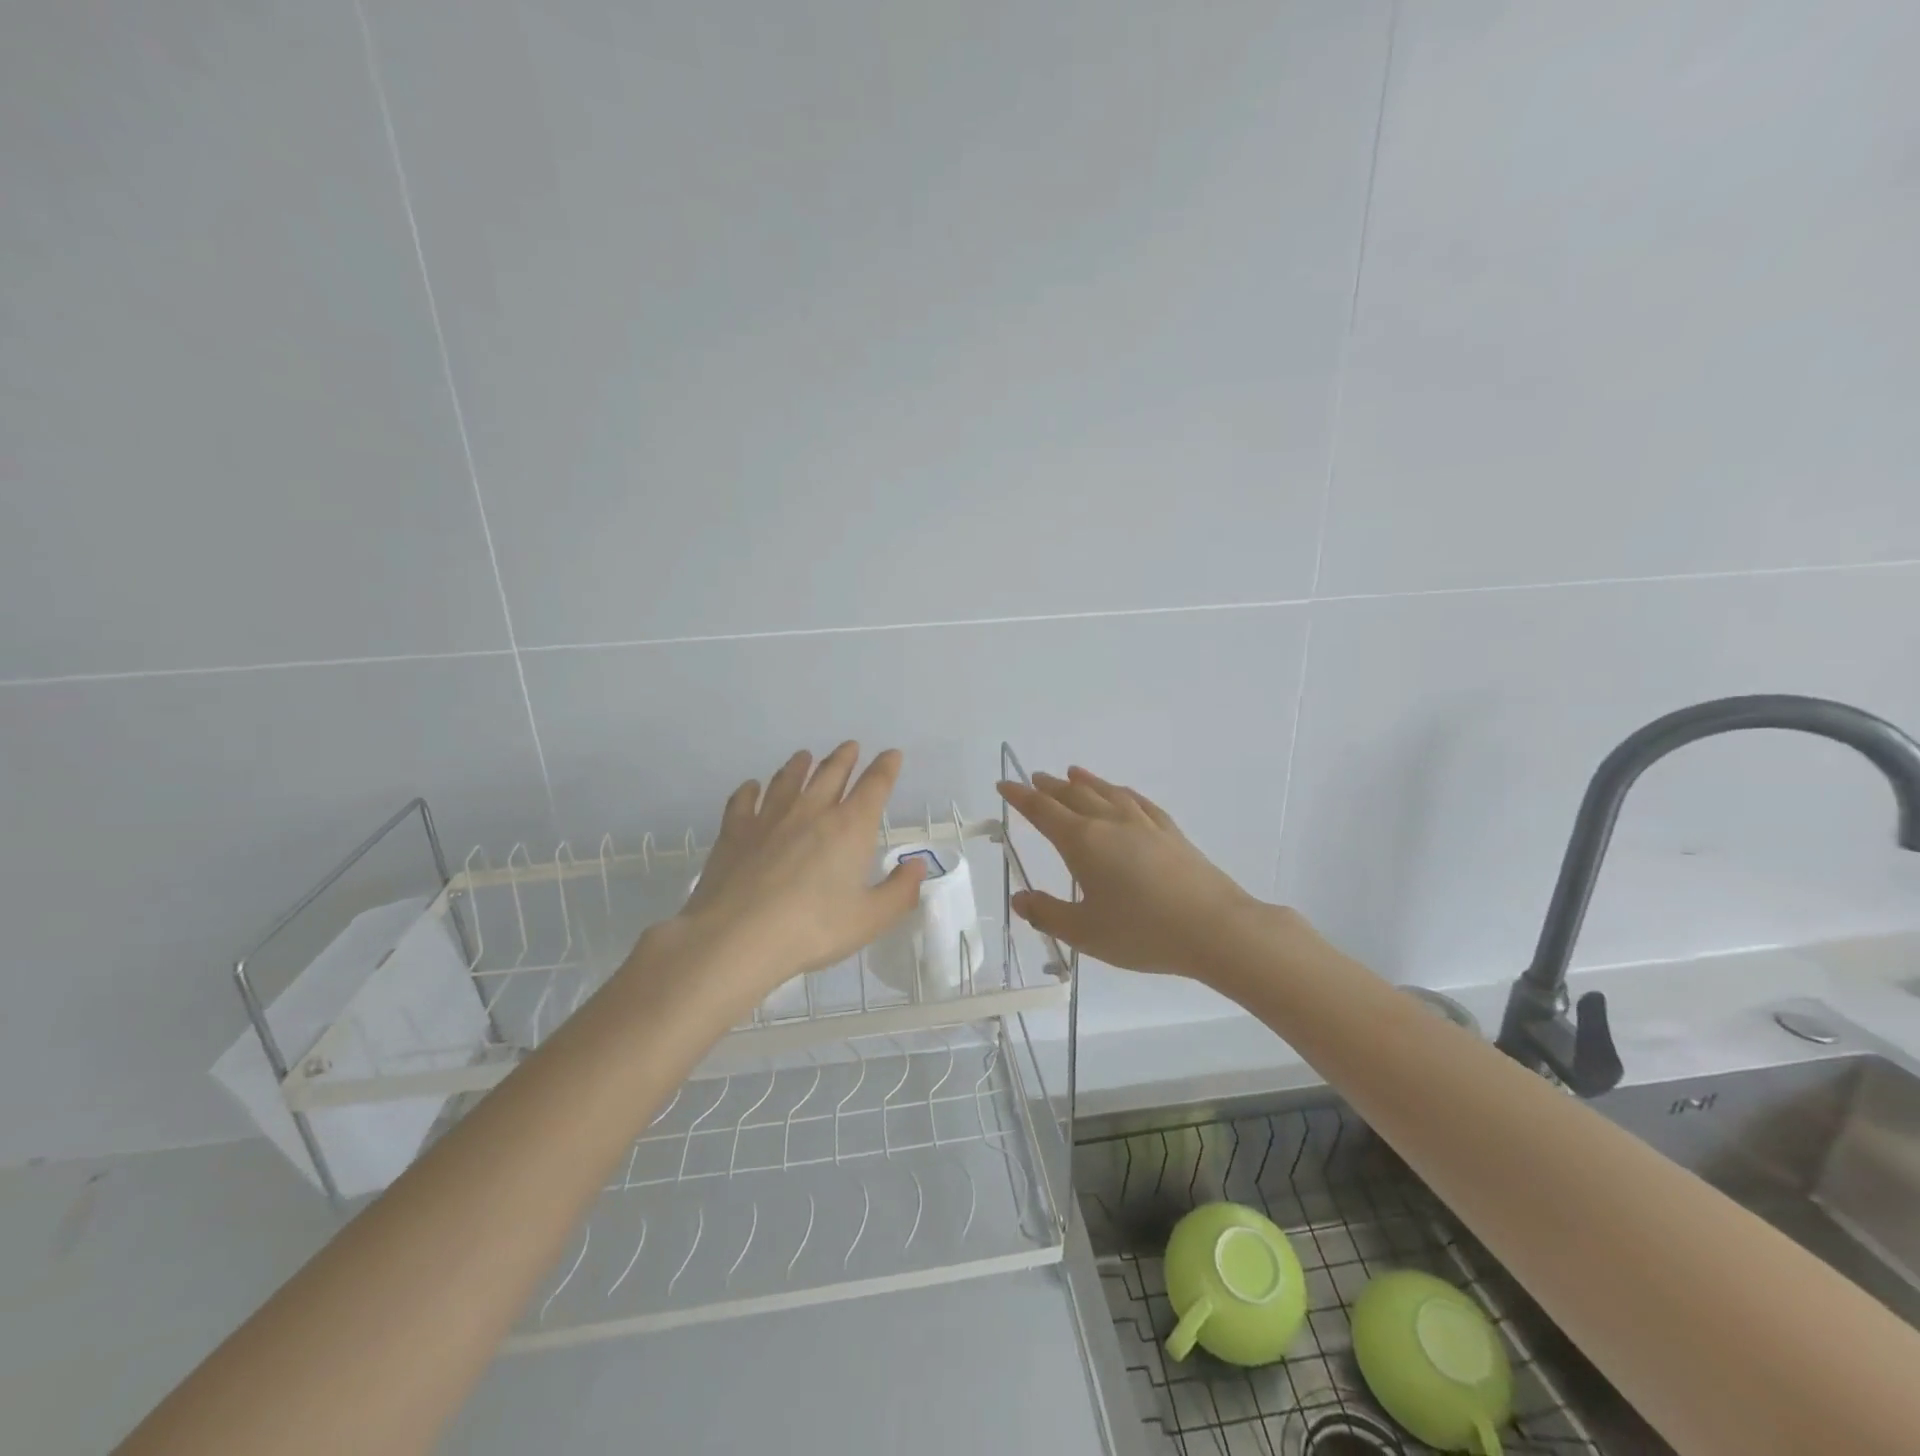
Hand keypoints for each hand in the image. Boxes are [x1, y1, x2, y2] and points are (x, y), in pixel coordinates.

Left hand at [668, 743, 926, 1003]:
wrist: (737, 937)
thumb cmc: (812, 929)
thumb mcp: (870, 919)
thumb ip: (900, 891)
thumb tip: (918, 865)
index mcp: (850, 827)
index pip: (875, 785)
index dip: (886, 767)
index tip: (891, 754)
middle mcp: (811, 811)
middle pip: (831, 773)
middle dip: (845, 758)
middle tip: (850, 747)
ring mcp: (769, 817)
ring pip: (788, 780)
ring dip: (799, 765)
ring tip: (804, 756)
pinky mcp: (735, 831)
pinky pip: (743, 800)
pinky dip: (750, 790)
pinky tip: (751, 787)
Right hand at [997, 766, 1264, 981]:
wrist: (1215, 928)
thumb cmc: (1143, 932)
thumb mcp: (1085, 932)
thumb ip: (1047, 913)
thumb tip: (1019, 898)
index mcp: (1083, 842)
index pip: (1042, 811)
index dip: (1020, 797)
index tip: (1004, 785)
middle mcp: (1110, 823)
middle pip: (1073, 796)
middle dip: (1048, 787)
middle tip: (1033, 779)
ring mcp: (1143, 823)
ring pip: (1106, 792)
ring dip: (1085, 782)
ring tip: (1071, 773)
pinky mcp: (1170, 832)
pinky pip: (1137, 801)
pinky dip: (1120, 791)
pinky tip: (1121, 793)